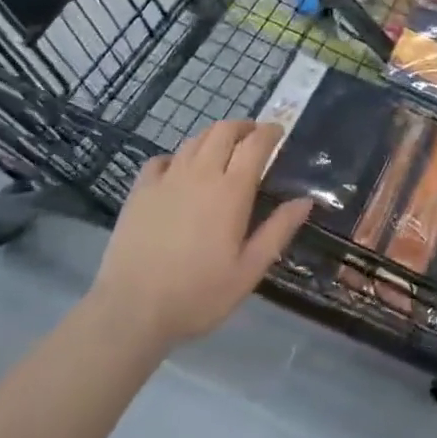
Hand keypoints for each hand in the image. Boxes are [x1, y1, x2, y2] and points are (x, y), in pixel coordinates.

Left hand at [89, 120, 312, 351]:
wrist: (131, 310)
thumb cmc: (198, 294)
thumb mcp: (248, 271)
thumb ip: (278, 231)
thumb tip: (305, 200)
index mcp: (231, 191)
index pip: (255, 144)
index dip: (270, 132)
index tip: (279, 132)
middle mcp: (201, 174)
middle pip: (224, 130)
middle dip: (243, 126)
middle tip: (253, 137)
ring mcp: (167, 179)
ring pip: (194, 140)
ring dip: (214, 137)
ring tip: (222, 149)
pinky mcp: (140, 190)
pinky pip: (162, 159)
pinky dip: (177, 157)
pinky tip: (179, 171)